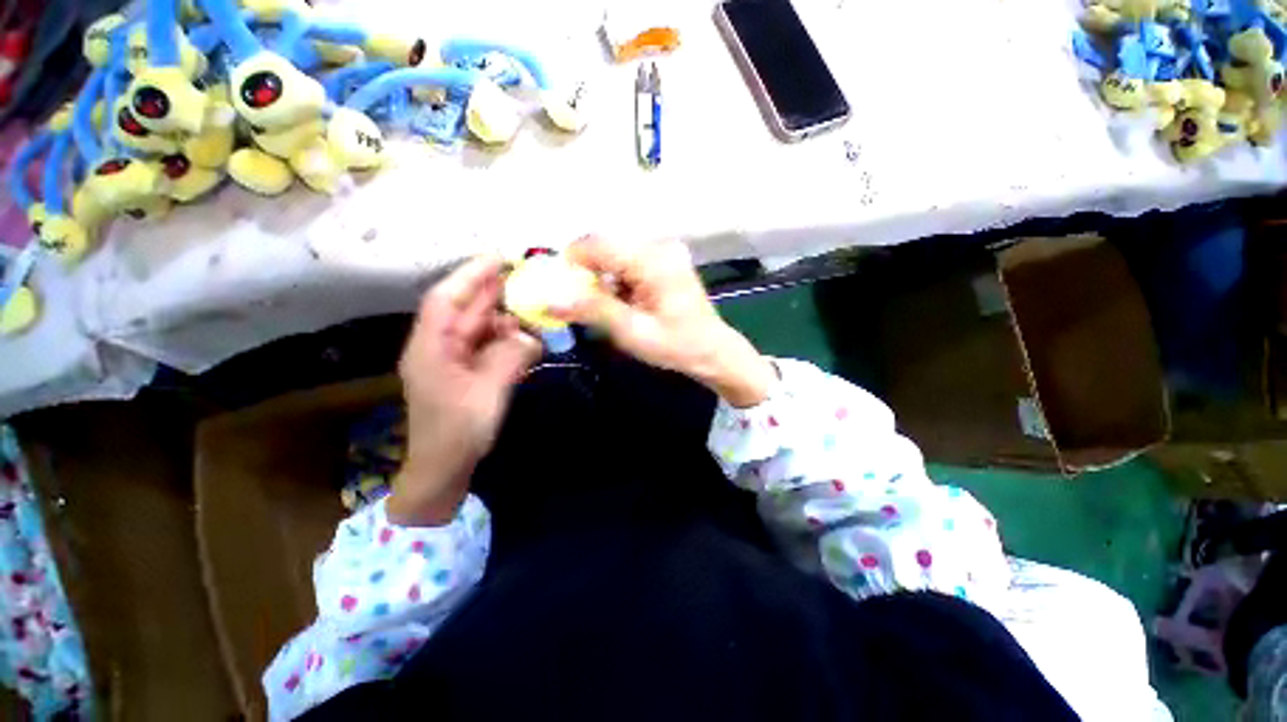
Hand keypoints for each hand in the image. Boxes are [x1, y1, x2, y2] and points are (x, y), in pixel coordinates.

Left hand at [388, 256, 541, 525]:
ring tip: (535, 310)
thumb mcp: (487, 393)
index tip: (500, 258)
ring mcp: (454, 359)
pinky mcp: (468, 371)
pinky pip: (489, 347)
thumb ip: (510, 358)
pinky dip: (508, 341)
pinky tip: (527, 339)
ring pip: (481, 328)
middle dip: (494, 292)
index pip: (446, 299)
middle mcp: (439, 346)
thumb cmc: (457, 433)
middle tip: (528, 279)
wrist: (443, 470)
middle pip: (466, 309)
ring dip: (507, 320)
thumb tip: (529, 336)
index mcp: (431, 347)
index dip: (471, 275)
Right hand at [555, 236, 775, 407]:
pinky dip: (617, 280)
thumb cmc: (677, 346)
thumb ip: (593, 311)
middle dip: (587, 272)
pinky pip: (628, 262)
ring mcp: (664, 252)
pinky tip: (624, 303)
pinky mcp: (665, 261)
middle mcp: (659, 246)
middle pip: (606, 247)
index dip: (572, 262)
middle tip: (581, 303)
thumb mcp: (633, 332)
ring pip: (615, 254)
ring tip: (608, 308)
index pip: (598, 244)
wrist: (713, 351)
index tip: (560, 288)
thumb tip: (550, 300)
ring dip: (602, 278)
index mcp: (654, 260)